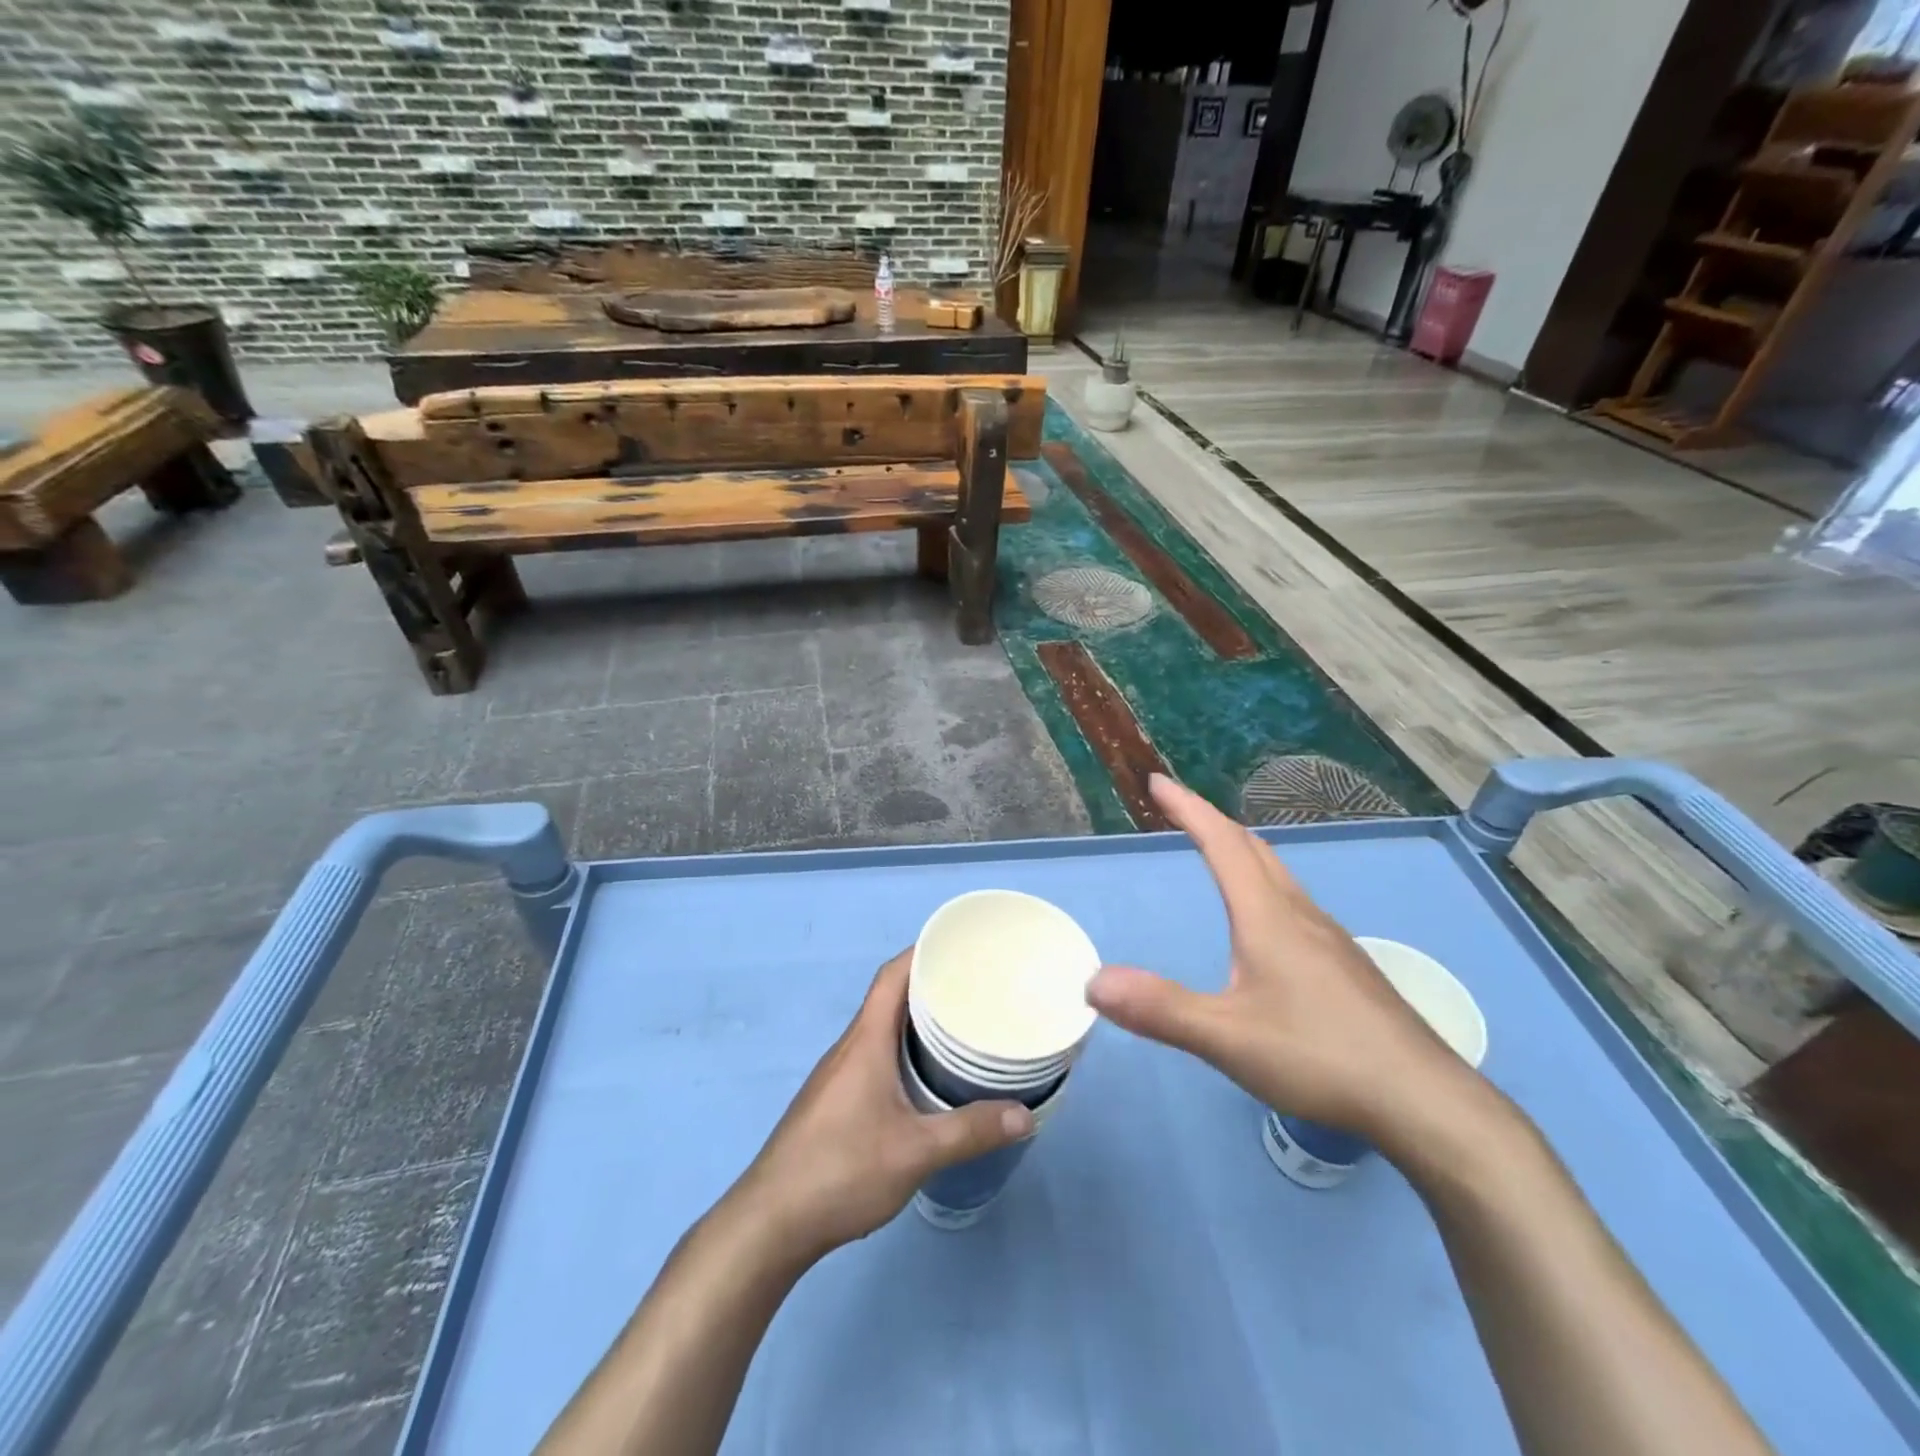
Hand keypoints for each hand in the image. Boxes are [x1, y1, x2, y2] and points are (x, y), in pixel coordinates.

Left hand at [733, 950, 1033, 1264]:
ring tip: (959, 1029)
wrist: (770, 1222)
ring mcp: (836, 1075)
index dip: (922, 952)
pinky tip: (923, 1079)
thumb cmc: (842, 1170)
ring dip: (915, 1021)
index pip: (891, 975)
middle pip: (889, 998)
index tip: (960, 948)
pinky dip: (901, 1051)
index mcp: (865, 1041)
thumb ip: (971, 1131)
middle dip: (929, 987)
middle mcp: (849, 1047)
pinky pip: (872, 1056)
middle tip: (975, 990)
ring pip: (880, 1030)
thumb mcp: (916, 1152)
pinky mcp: (833, 1101)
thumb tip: (1026, 1114)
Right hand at [1086, 775, 1486, 1148]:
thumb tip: (1093, 982)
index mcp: (1268, 917)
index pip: (1222, 844)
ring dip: (1241, 850)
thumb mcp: (1227, 1038)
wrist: (1424, 1101)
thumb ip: (1159, 1009)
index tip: (1158, 783)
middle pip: (1253, 848)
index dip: (1188, 809)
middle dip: (1212, 821)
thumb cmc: (1320, 1057)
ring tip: (1217, 851)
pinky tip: (1265, 921)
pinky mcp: (1345, 966)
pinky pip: (1293, 901)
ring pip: (1278, 874)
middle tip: (1180, 810)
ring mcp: (1329, 939)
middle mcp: (1300, 915)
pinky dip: (1263, 883)